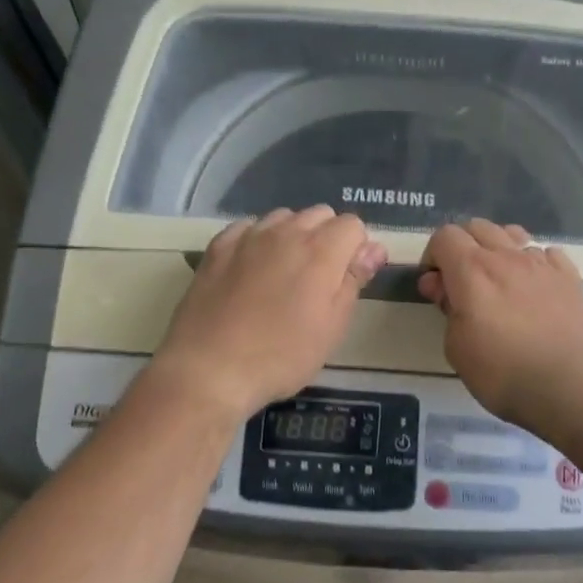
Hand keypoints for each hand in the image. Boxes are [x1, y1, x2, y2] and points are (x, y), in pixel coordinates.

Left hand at [150, 207, 387, 423]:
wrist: (209, 368)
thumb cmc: (281, 356)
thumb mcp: (332, 327)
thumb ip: (353, 280)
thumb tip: (373, 248)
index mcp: (321, 251)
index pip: (353, 225)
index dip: (357, 248)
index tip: (349, 278)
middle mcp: (286, 232)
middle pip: (319, 214)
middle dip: (327, 237)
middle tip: (319, 279)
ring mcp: (248, 237)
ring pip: (283, 217)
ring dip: (292, 235)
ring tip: (285, 273)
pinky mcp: (218, 248)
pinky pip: (248, 228)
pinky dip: (258, 239)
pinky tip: (252, 268)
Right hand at [417, 220, 582, 443]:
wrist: (575, 390)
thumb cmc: (506, 375)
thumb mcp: (458, 350)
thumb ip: (448, 310)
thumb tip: (443, 287)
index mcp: (472, 271)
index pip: (444, 236)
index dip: (432, 257)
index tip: (434, 287)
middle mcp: (507, 257)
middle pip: (478, 227)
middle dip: (462, 247)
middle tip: (461, 284)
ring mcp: (543, 264)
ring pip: (513, 234)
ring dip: (498, 248)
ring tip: (498, 281)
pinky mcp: (571, 278)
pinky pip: (546, 252)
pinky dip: (533, 262)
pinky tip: (534, 288)